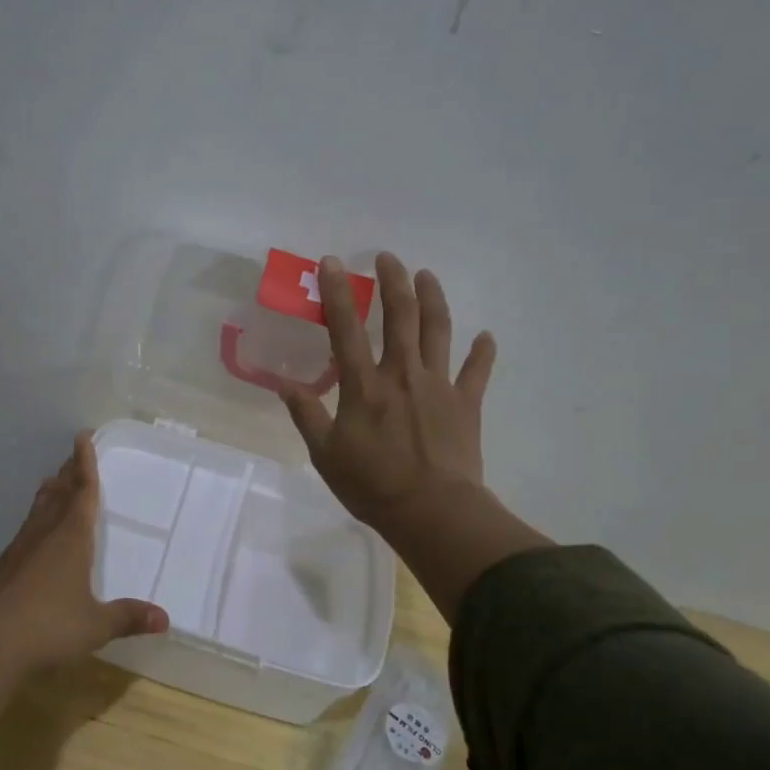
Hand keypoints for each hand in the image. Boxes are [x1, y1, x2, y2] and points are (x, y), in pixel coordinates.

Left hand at [0, 434, 168, 741]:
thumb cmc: (50, 626)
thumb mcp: (96, 625)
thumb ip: (127, 617)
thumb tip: (164, 619)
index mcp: (72, 536)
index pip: (83, 491)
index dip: (85, 463)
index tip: (83, 436)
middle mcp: (45, 533)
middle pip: (59, 493)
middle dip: (68, 472)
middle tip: (74, 454)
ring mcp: (20, 548)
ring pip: (38, 509)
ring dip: (49, 493)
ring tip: (53, 481)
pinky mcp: (4, 567)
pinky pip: (26, 530)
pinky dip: (35, 520)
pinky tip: (34, 534)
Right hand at [279, 253, 495, 531]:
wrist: (432, 511)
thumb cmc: (372, 484)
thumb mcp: (325, 453)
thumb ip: (306, 415)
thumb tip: (284, 385)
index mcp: (364, 385)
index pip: (346, 328)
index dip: (338, 293)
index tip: (331, 263)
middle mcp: (402, 374)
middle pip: (400, 316)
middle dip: (393, 281)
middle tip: (388, 258)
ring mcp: (439, 385)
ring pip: (438, 331)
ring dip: (433, 299)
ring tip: (427, 275)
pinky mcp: (466, 403)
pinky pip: (477, 371)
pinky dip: (483, 351)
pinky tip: (485, 336)